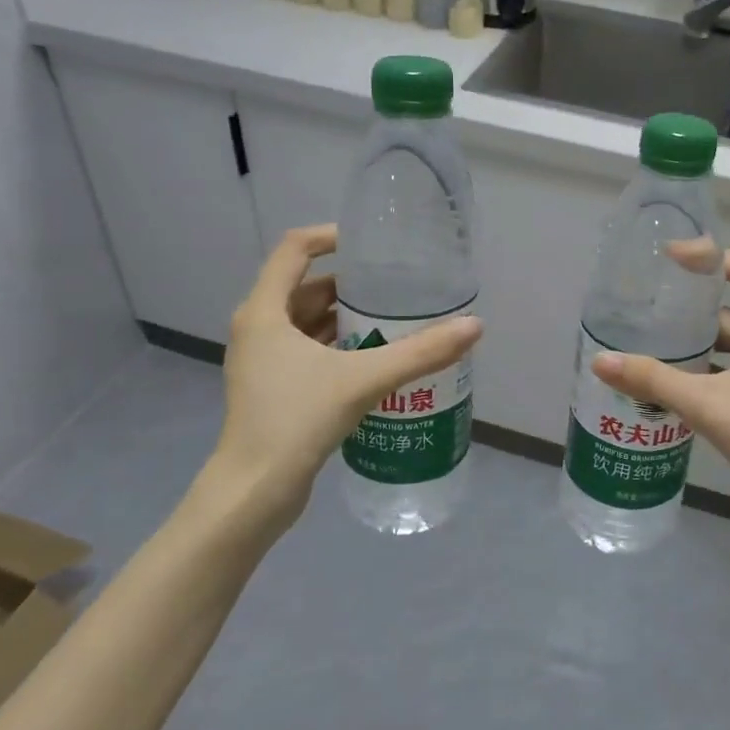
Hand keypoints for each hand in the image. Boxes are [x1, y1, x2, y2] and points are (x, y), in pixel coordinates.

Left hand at [188, 226, 481, 535]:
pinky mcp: (271, 388)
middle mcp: (257, 328)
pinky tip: (372, 358)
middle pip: (303, 286)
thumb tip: (474, 326)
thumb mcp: (364, 380)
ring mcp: (261, 361)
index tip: (371, 245)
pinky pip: (306, 350)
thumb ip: (420, 352)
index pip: (294, 249)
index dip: (331, 236)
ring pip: (305, 321)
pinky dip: (336, 345)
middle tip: (394, 286)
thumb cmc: (297, 421)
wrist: (254, 492)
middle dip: (348, 283)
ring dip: (344, 317)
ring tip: (391, 318)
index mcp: (264, 312)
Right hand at [592, 252, 729, 530]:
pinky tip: (678, 380)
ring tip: (653, 343)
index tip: (666, 257)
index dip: (706, 258)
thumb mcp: (711, 406)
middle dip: (693, 311)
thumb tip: (601, 361)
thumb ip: (655, 380)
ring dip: (701, 345)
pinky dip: (715, 369)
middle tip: (647, 307)